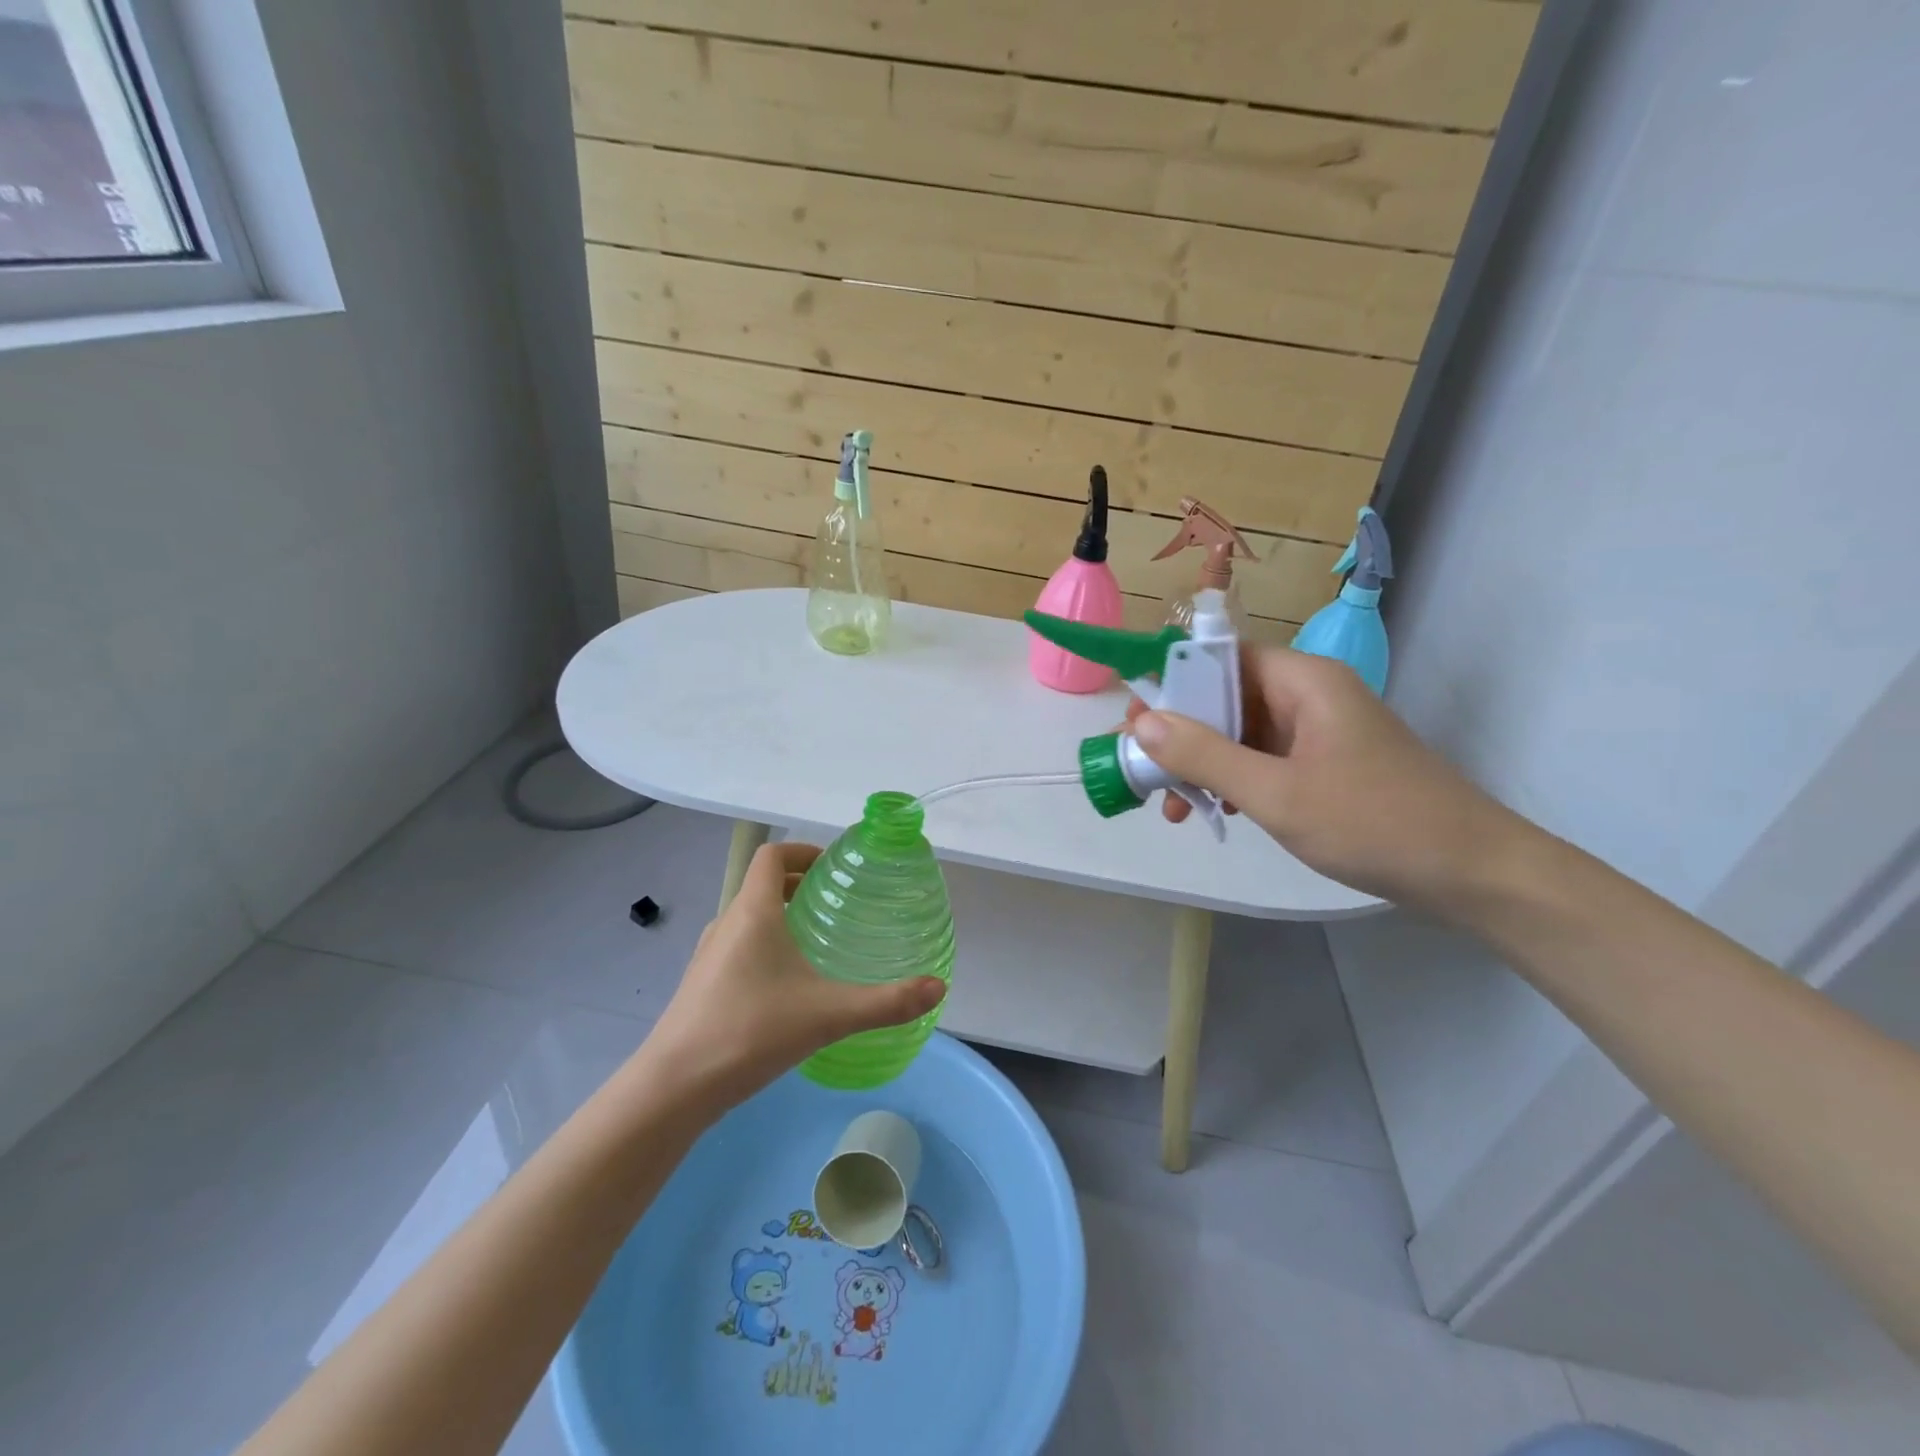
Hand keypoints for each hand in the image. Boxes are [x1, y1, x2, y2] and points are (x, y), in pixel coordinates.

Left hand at [640, 842, 946, 1113]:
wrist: (674, 1088)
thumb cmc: (750, 1032)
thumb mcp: (828, 1015)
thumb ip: (886, 1002)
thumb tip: (938, 987)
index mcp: (753, 912)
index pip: (772, 855)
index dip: (803, 851)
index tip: (834, 867)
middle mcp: (727, 923)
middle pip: (762, 884)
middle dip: (799, 885)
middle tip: (837, 903)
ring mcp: (708, 955)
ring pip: (749, 917)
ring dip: (781, 915)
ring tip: (818, 941)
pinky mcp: (701, 984)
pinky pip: (738, 946)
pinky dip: (764, 944)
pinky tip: (788, 986)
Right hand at [1128, 646, 1525, 910]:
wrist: (1472, 874)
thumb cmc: (1374, 823)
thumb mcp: (1276, 793)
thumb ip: (1205, 756)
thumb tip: (1143, 721)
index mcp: (1302, 681)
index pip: (1220, 658)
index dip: (1172, 683)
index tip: (1135, 724)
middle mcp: (1309, 695)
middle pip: (1226, 696)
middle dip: (1182, 734)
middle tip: (1147, 773)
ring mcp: (1319, 731)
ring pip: (1242, 732)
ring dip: (1204, 764)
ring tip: (1176, 809)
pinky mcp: (1326, 764)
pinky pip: (1264, 758)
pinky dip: (1234, 780)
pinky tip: (1216, 813)